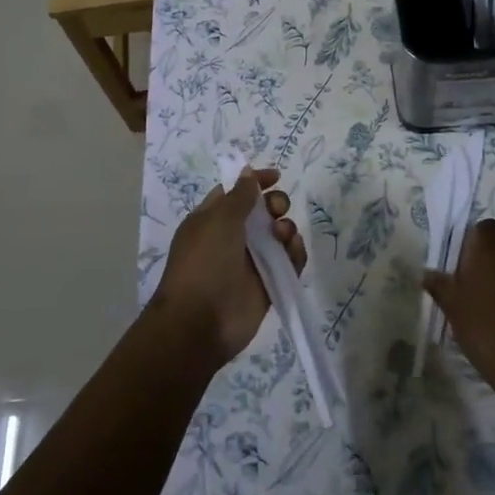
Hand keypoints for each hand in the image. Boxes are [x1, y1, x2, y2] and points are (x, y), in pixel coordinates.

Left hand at [152, 168, 304, 369]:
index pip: (236, 192)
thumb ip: (239, 195)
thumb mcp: (219, 220)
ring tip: (282, 235)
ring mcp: (251, 261)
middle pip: (262, 211)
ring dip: (286, 228)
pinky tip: (293, 250)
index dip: (255, 181)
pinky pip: (288, 262)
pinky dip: (294, 253)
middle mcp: (232, 237)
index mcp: (212, 219)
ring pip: (278, 235)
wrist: (200, 323)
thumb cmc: (204, 262)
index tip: (276, 176)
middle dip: (274, 204)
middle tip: (277, 209)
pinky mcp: (268, 284)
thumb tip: (247, 171)